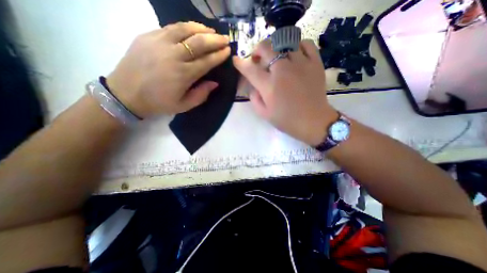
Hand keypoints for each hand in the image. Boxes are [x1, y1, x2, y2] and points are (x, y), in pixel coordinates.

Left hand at [106, 21, 229, 116]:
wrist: (126, 94)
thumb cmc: (159, 103)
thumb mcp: (184, 105)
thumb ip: (201, 95)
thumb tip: (215, 83)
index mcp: (183, 74)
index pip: (207, 61)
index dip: (219, 55)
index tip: (228, 51)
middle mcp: (173, 56)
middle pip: (199, 42)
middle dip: (215, 40)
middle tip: (225, 39)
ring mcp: (159, 43)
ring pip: (185, 29)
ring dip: (201, 29)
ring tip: (211, 31)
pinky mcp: (148, 36)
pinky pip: (170, 27)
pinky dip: (185, 27)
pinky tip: (193, 29)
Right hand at [233, 39, 339, 144]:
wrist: (313, 121)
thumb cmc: (287, 120)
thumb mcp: (264, 114)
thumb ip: (254, 98)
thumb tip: (253, 86)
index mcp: (269, 85)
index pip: (250, 69)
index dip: (240, 63)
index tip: (236, 60)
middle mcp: (283, 70)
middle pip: (266, 48)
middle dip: (257, 50)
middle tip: (258, 59)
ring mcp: (301, 64)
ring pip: (285, 42)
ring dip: (276, 47)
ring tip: (276, 57)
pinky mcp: (315, 64)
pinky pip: (306, 44)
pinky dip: (297, 45)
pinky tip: (294, 54)